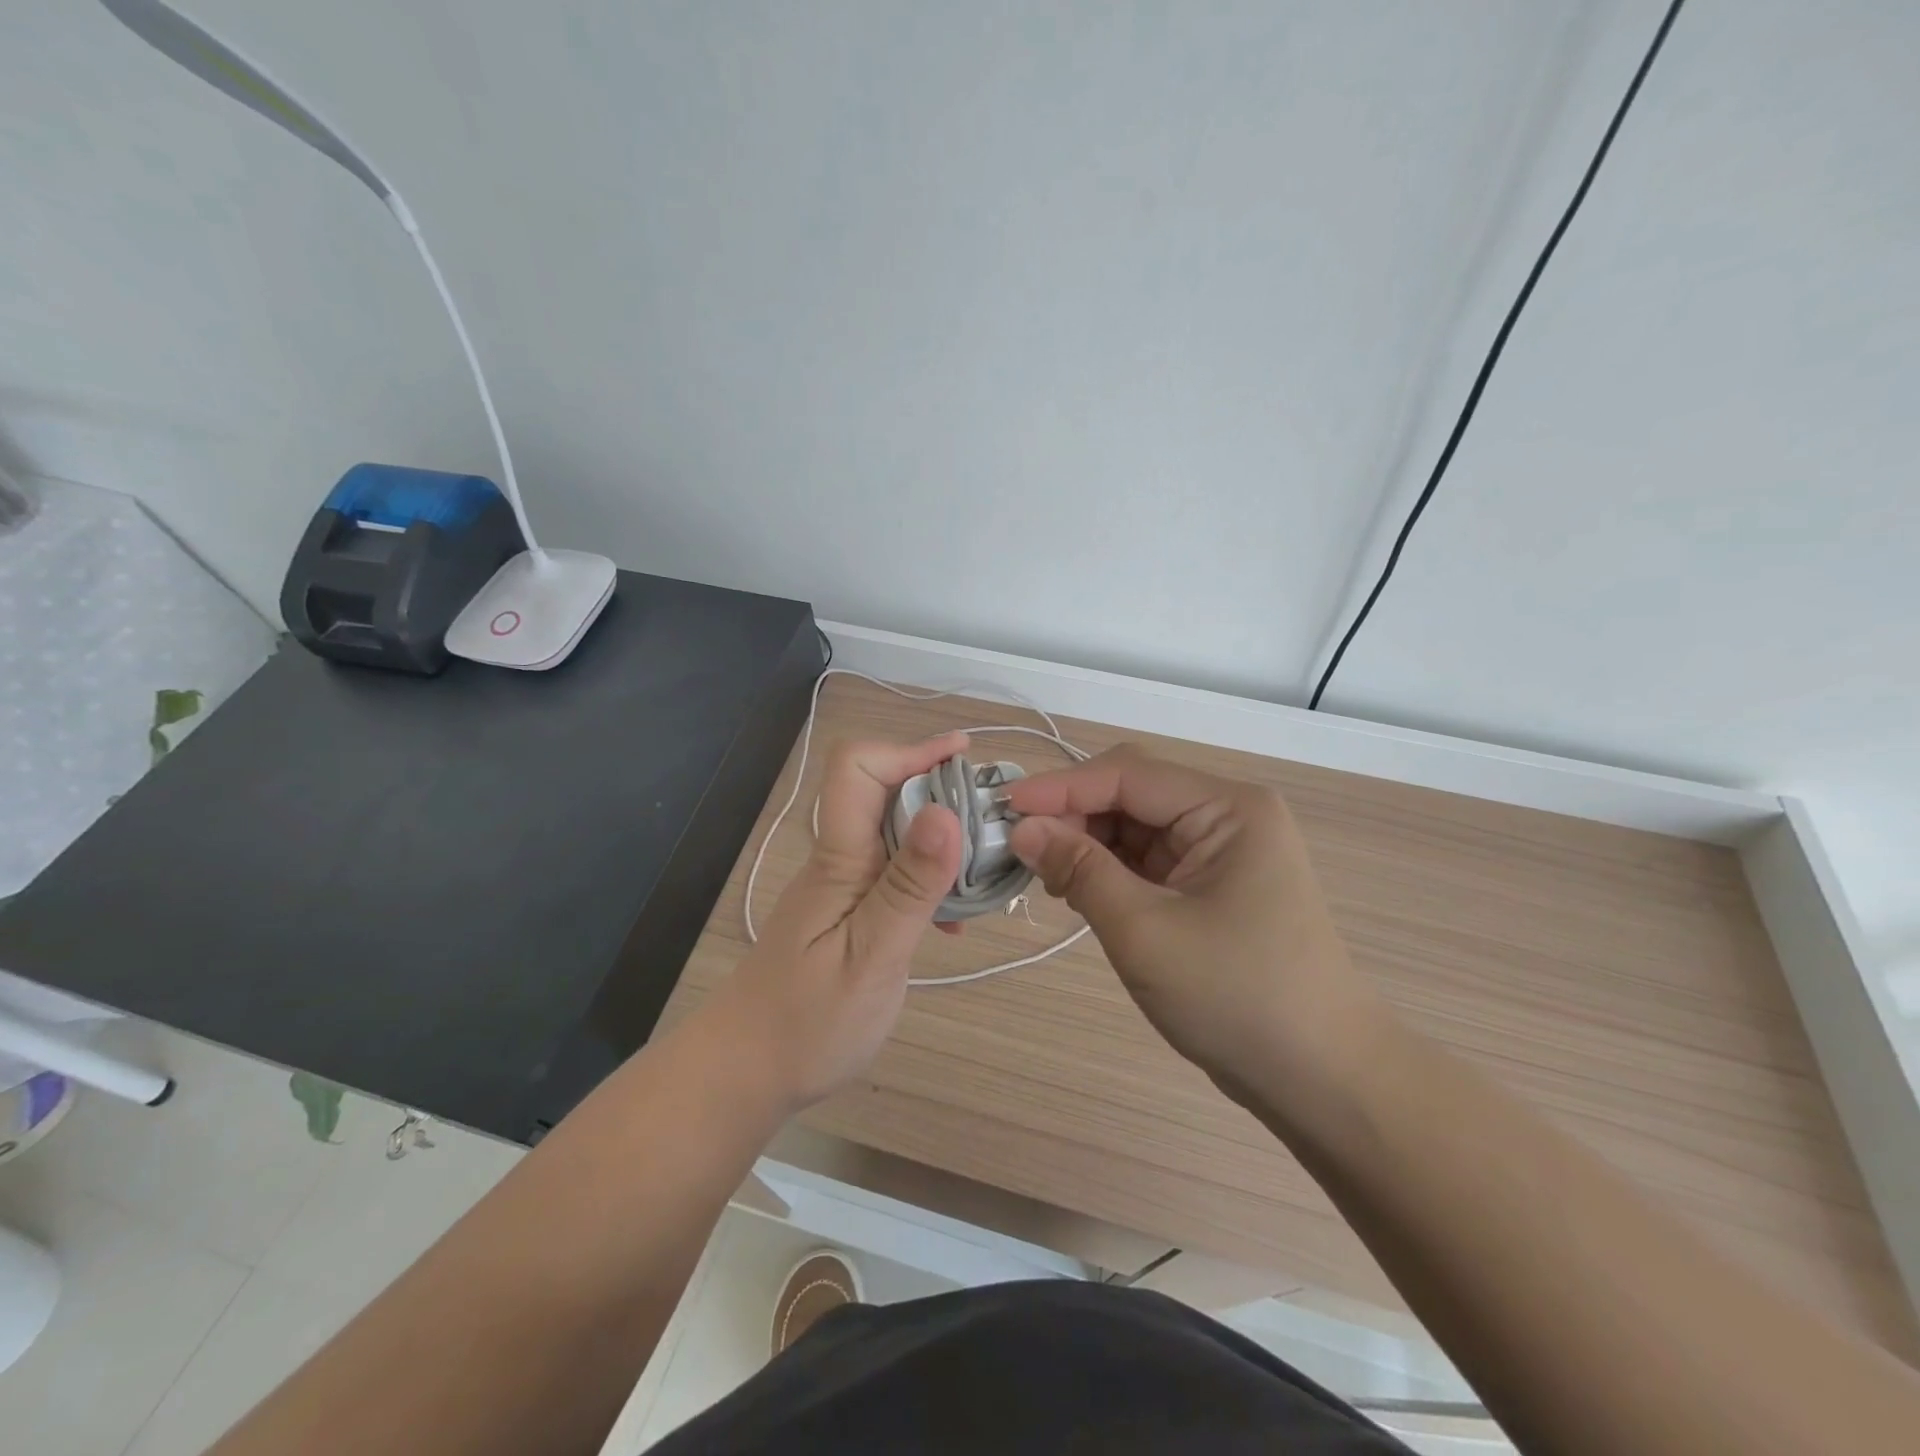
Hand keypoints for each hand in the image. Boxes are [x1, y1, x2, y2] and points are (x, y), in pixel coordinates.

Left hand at [707, 733, 966, 1112]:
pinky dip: (930, 880)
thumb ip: (910, 886)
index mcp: (840, 857)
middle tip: (992, 819)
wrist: (746, 1071)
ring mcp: (844, 886)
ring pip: (895, 833)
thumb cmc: (807, 1023)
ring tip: (984, 867)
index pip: (857, 767)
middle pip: (884, 791)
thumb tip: (946, 811)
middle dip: (939, 790)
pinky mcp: (850, 912)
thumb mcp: (872, 957)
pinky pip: (895, 873)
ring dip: (942, 838)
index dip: (909, 749)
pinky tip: (953, 920)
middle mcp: (841, 859)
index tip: (961, 758)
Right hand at [1004, 745, 1380, 1105]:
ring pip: (1135, 828)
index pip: (1128, 775)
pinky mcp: (1211, 886)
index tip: (1003, 808)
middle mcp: (1227, 817)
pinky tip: (1078, 890)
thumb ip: (1080, 870)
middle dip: (1073, 816)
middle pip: (1132, 795)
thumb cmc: (1237, 997)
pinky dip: (1109, 870)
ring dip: (1087, 844)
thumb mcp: (1145, 931)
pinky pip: (1148, 861)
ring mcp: (1221, 852)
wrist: (1321, 1080)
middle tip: (1019, 849)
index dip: (1060, 788)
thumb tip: (1021, 829)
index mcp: (1228, 809)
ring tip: (1045, 875)